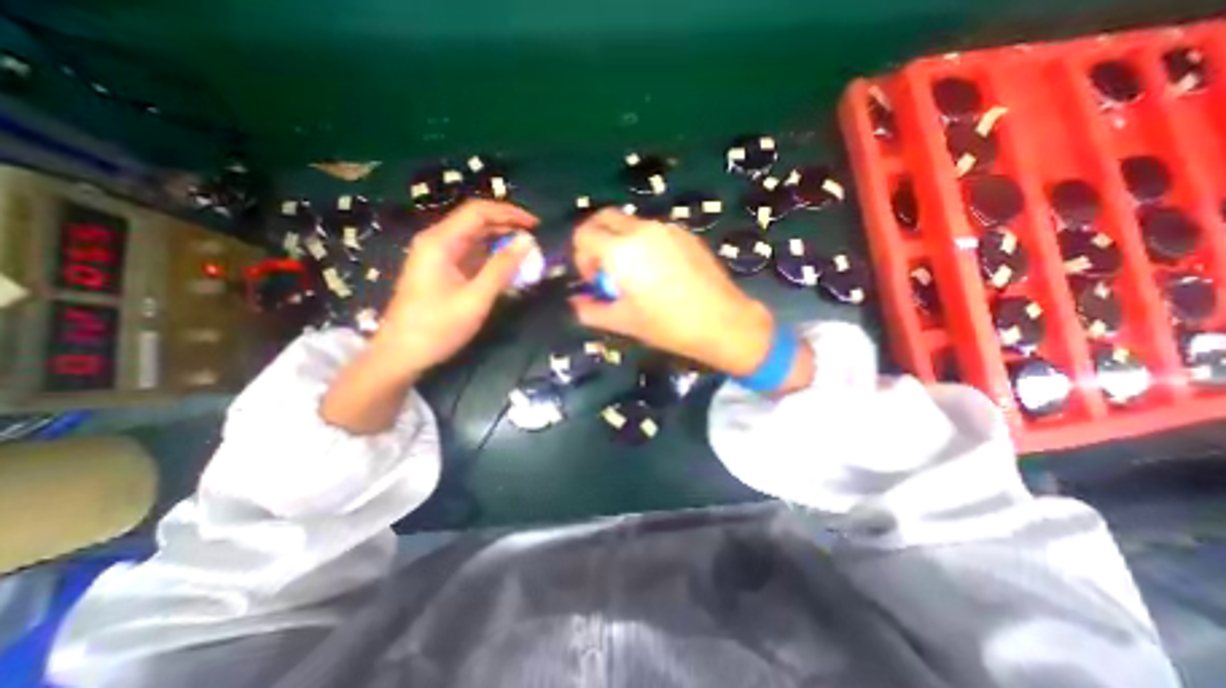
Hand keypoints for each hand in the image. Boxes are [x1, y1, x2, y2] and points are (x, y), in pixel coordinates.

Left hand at [376, 198, 537, 375]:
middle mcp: (437, 241)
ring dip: (501, 243)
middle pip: (476, 222)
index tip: (536, 225)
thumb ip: (502, 268)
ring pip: (475, 239)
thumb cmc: (437, 327)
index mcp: (440, 241)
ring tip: (527, 255)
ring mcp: (438, 256)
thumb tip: (526, 242)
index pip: (478, 211)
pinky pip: (471, 255)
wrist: (400, 355)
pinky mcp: (442, 271)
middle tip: (535, 242)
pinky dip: (492, 259)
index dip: (509, 213)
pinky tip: (508, 269)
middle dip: (508, 227)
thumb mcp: (475, 298)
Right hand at [575, 212, 785, 379]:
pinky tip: (660, 273)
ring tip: (636, 275)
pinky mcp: (686, 234)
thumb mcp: (623, 322)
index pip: (583, 234)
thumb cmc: (668, 325)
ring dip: (621, 242)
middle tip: (606, 270)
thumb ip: (591, 310)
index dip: (581, 257)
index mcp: (621, 250)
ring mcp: (667, 229)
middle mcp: (642, 230)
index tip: (595, 280)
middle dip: (596, 240)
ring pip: (630, 224)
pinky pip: (653, 231)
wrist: (722, 321)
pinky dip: (644, 244)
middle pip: (604, 218)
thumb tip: (576, 302)